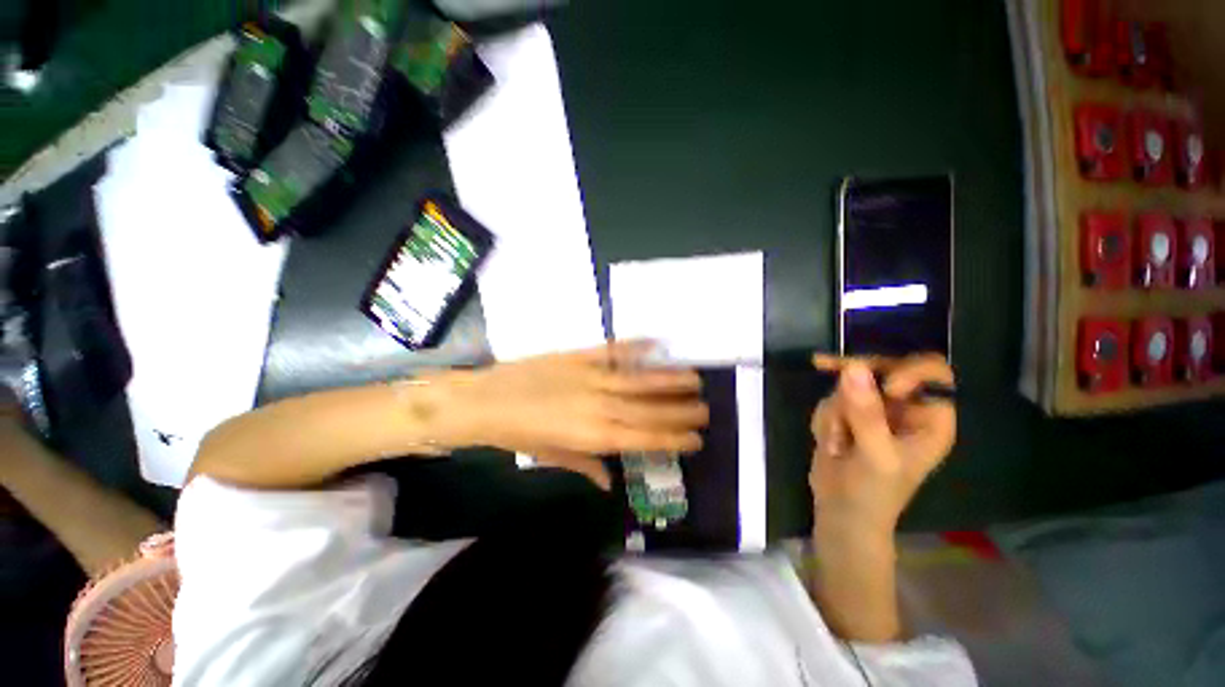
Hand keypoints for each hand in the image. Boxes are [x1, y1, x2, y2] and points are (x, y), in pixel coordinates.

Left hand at [448, 342, 707, 488]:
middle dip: (681, 410)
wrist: (486, 401)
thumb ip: (587, 466)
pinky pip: (612, 350)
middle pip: (649, 409)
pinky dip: (634, 345)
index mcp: (593, 435)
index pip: (644, 439)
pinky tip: (655, 341)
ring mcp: (591, 376)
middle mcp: (599, 406)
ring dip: (668, 379)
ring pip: (638, 379)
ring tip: (695, 378)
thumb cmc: (518, 434)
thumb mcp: (552, 456)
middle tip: (706, 408)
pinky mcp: (579, 355)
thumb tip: (612, 482)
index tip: (696, 437)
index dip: (673, 438)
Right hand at [809, 354, 955, 536]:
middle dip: (853, 378)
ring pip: (848, 384)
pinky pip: (830, 399)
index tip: (885, 387)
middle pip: (883, 368)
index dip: (909, 370)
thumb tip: (852, 367)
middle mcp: (903, 409)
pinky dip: (824, 419)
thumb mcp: (876, 455)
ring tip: (838, 444)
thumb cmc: (873, 493)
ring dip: (836, 411)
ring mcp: (873, 411)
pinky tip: (830, 443)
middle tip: (823, 364)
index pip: (932, 373)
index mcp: (929, 418)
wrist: (840, 513)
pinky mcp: (847, 416)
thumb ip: (866, 413)